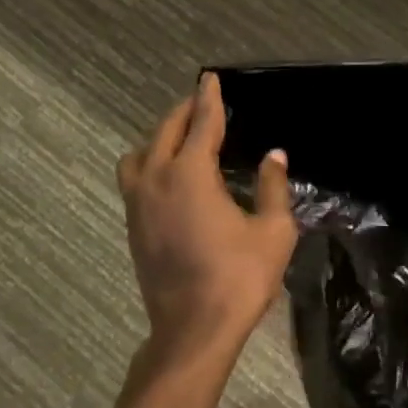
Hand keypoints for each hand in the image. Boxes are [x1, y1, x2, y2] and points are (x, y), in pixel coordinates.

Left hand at [119, 74, 298, 363]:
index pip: (201, 123)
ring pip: (140, 154)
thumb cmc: (240, 277)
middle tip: (202, 102)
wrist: (194, 329)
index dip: (209, 98)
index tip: (210, 78)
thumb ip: (272, 186)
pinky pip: (135, 179)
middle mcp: (156, 180)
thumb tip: (275, 156)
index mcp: (191, 174)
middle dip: (184, 112)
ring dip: (160, 138)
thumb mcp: (272, 230)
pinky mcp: (132, 227)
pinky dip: (151, 163)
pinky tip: (170, 177)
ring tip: (182, 140)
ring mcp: (138, 204)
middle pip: (165, 131)